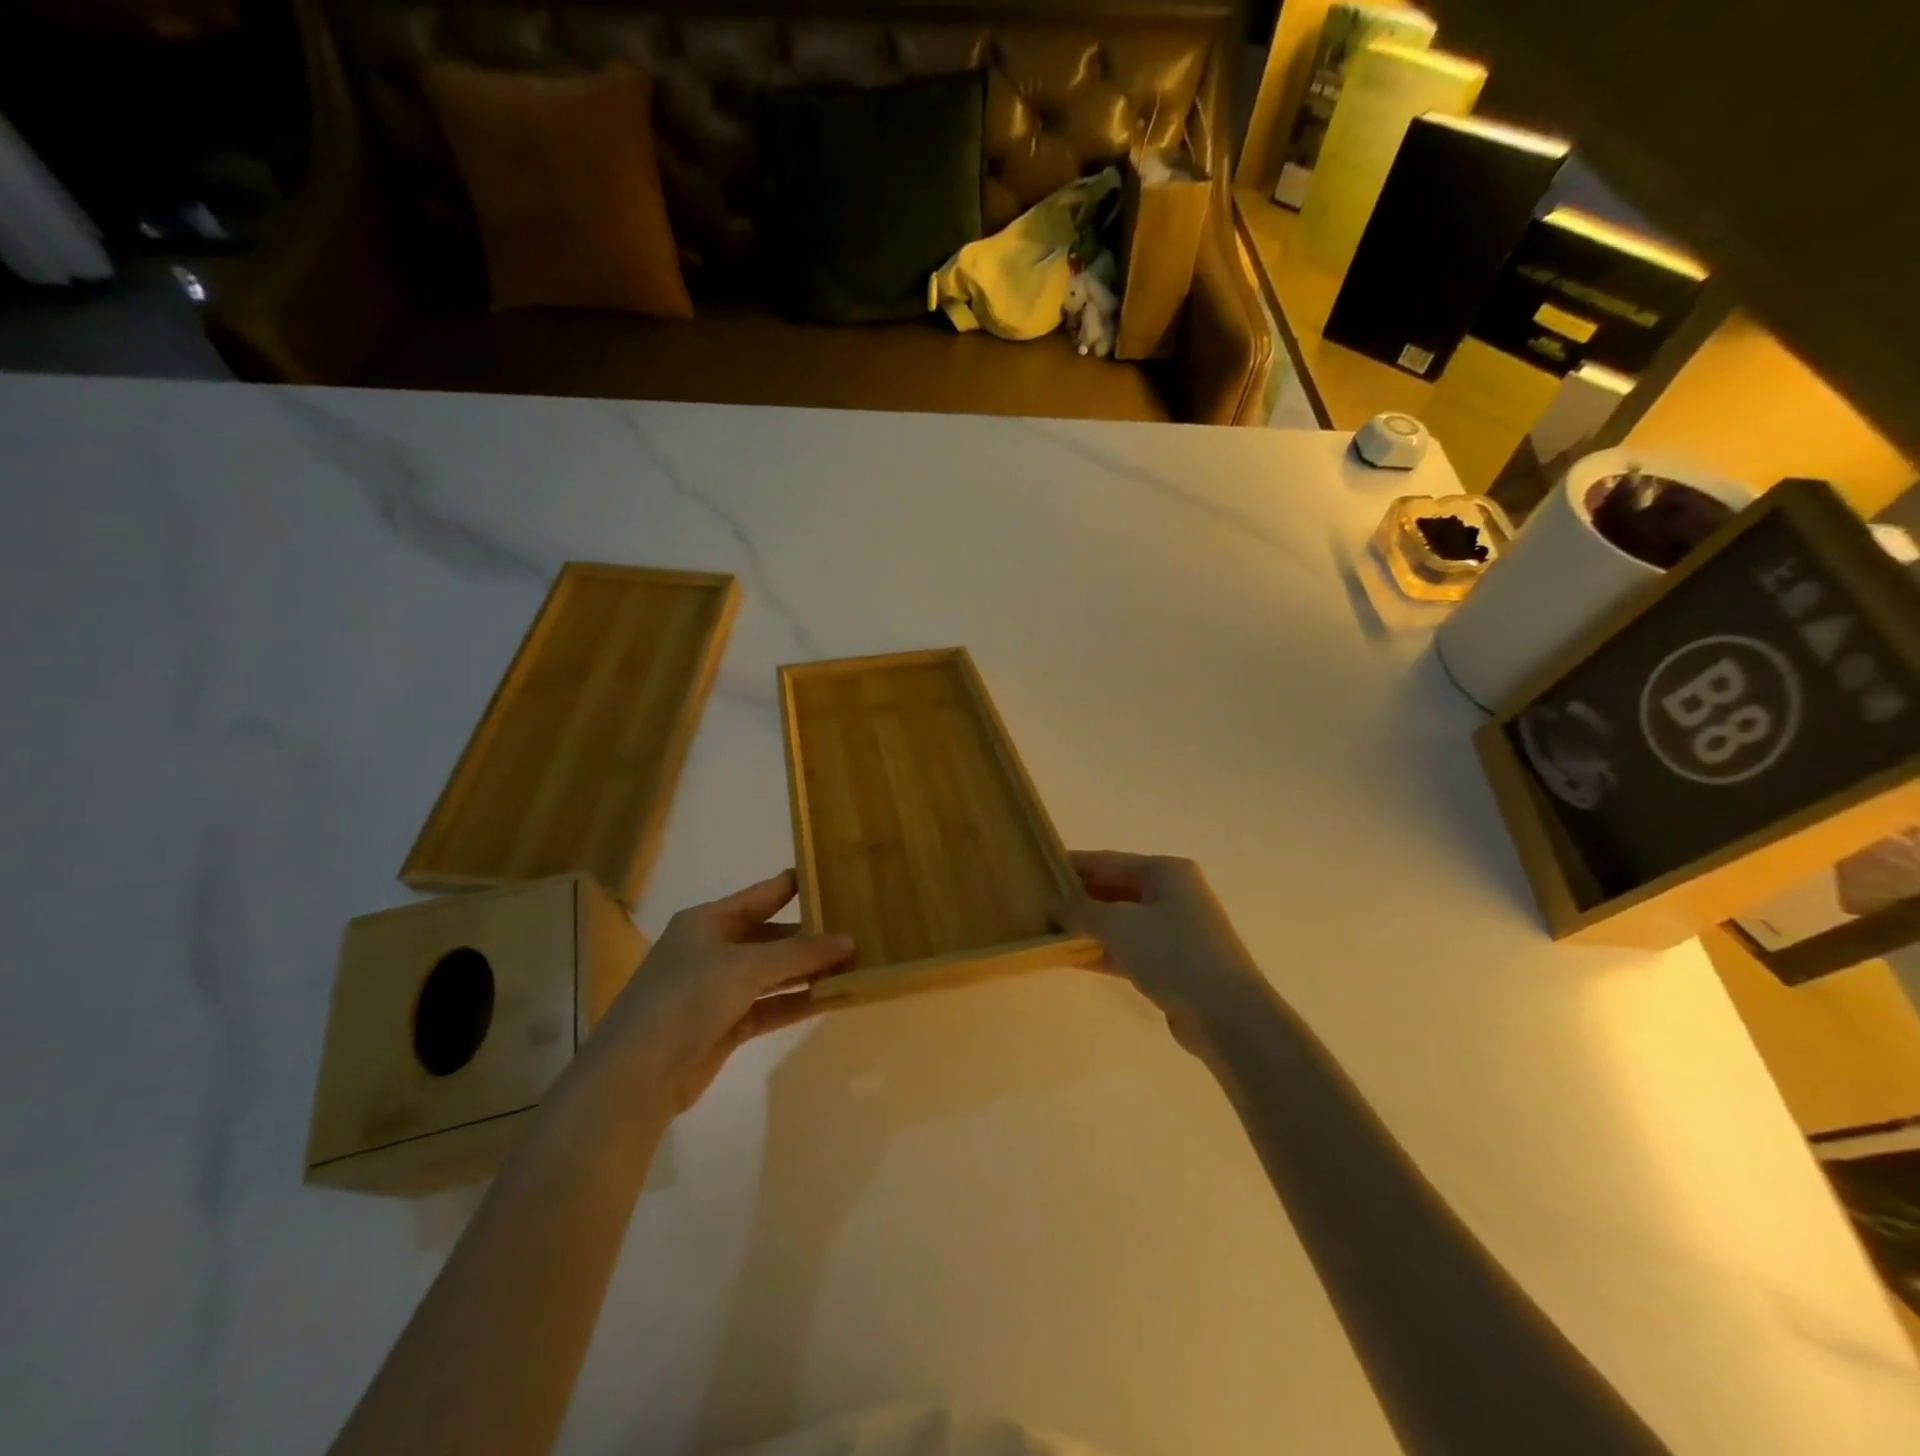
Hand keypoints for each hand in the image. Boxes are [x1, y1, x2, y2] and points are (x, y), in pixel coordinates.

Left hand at [589, 871, 854, 1110]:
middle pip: (771, 936)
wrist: (636, 1075)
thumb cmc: (686, 999)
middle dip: (810, 935)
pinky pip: (771, 1006)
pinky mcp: (726, 1026)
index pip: (762, 895)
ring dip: (808, 971)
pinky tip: (833, 998)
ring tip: (855, 963)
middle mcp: (713, 949)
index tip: (834, 878)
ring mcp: (718, 990)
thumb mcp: (745, 966)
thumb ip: (799, 954)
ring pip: (773, 973)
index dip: (796, 885)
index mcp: (708, 921)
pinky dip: (798, 1002)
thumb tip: (849, 941)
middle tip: (858, 928)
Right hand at [1052, 851, 1264, 1034]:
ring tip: (1048, 930)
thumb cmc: (1173, 953)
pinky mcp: (1172, 964)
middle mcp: (1172, 894)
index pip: (1108, 861)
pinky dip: (1102, 951)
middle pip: (1115, 889)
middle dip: (1078, 898)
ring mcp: (1174, 930)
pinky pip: (1128, 949)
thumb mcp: (1119, 925)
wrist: (1226, 1014)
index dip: (1073, 865)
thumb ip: (1081, 912)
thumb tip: (1052, 906)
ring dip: (1088, 927)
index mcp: (1165, 872)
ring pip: (1120, 921)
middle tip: (1038, 904)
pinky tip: (1071, 958)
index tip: (1038, 870)